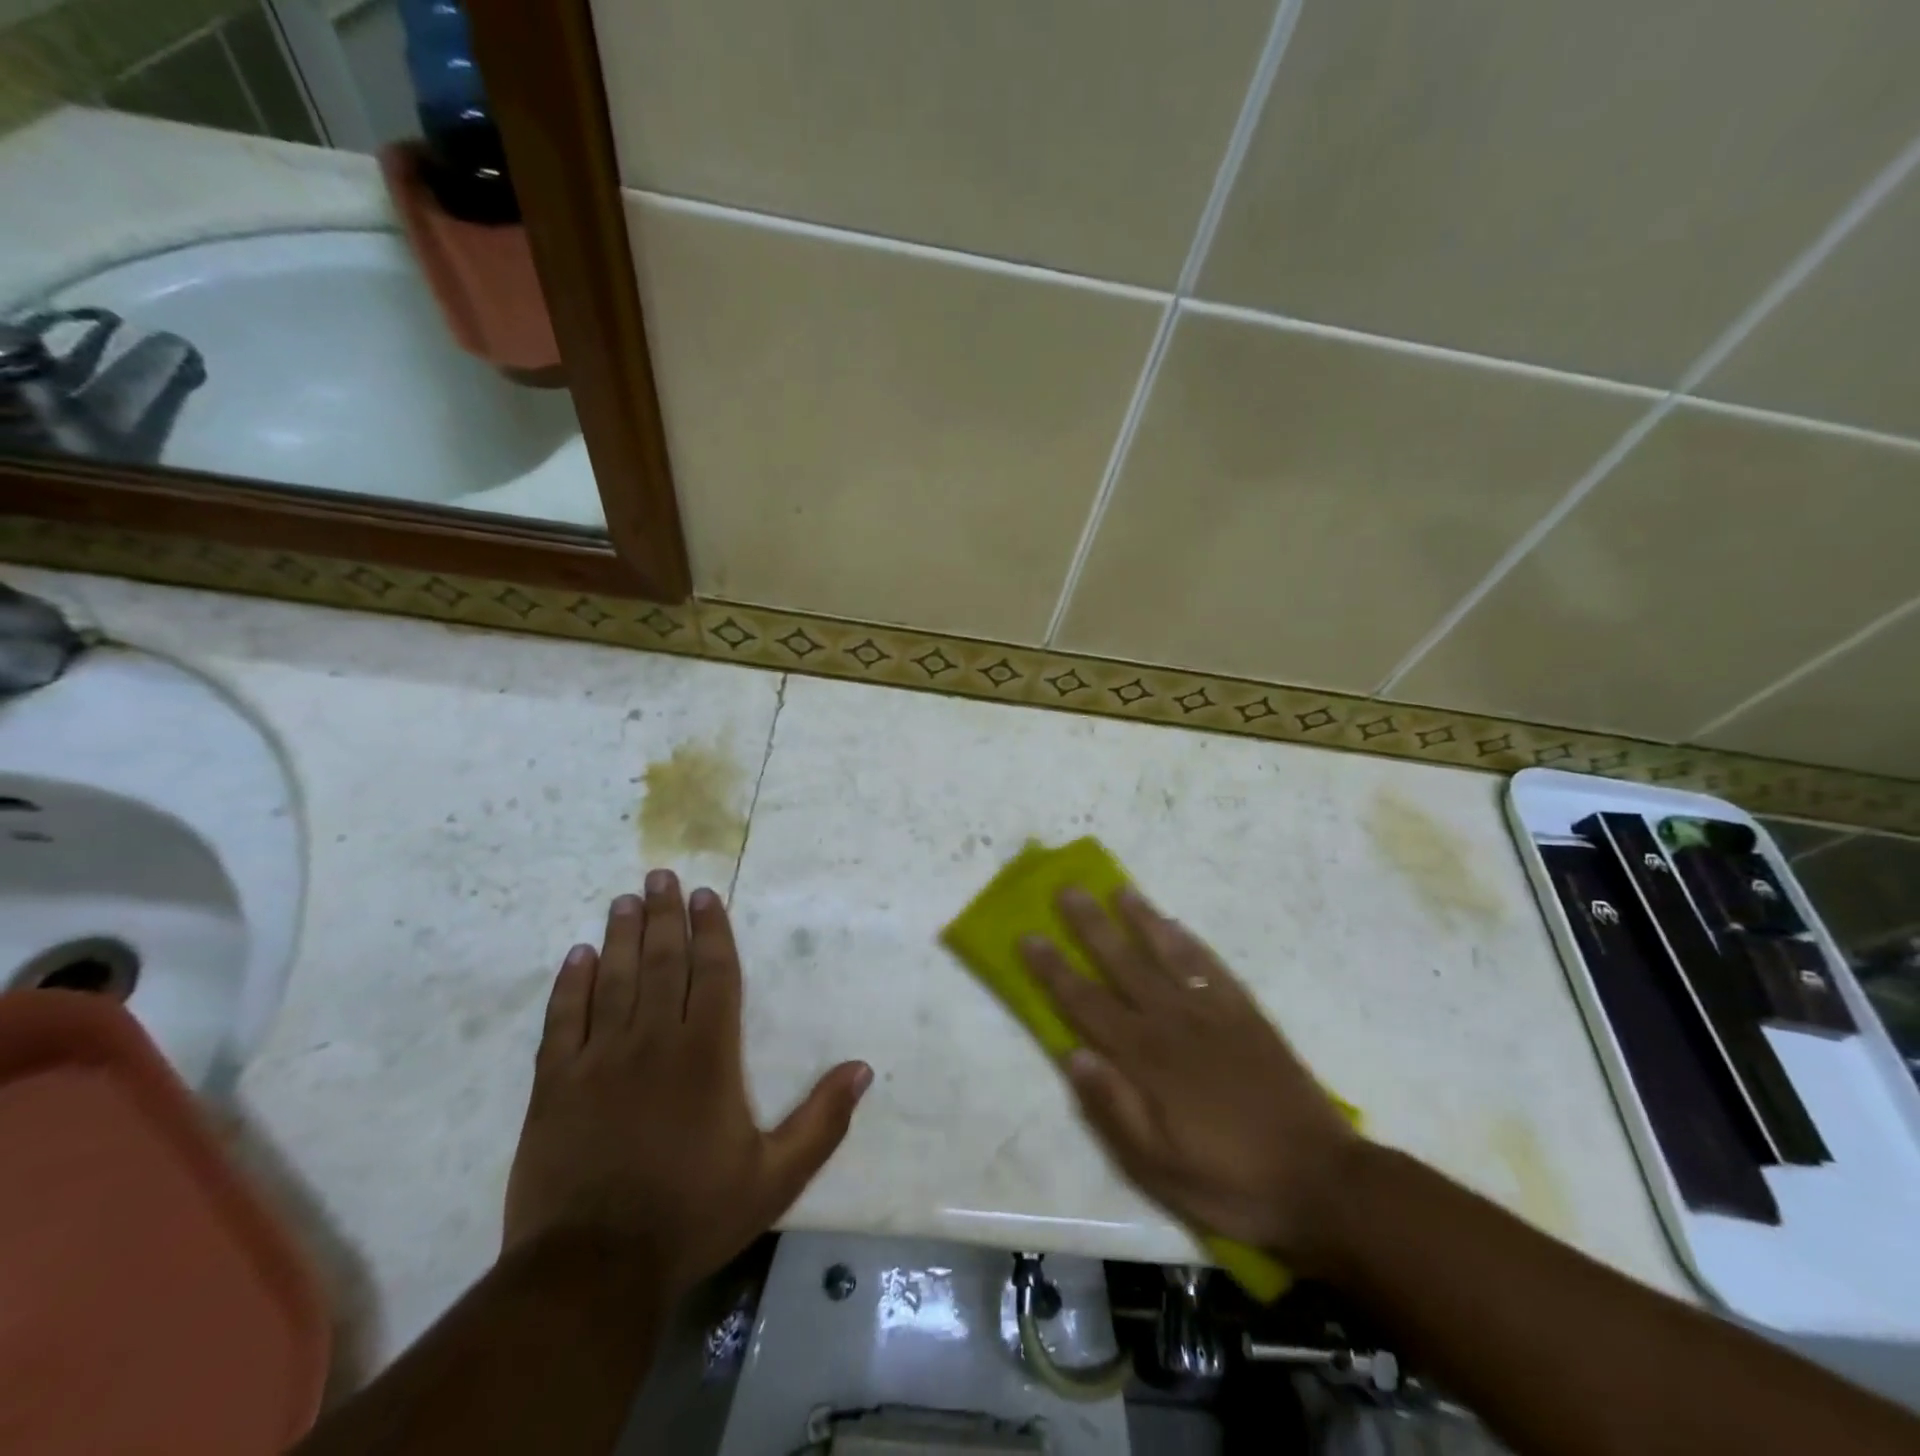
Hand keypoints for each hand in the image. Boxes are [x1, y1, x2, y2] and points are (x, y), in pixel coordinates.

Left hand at [504, 870, 871, 1296]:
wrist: (592, 1272)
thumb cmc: (692, 1216)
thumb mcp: (774, 1178)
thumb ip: (821, 1121)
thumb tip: (864, 1069)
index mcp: (708, 1055)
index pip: (714, 975)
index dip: (711, 931)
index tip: (706, 895)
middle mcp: (655, 1041)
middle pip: (663, 963)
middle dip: (665, 916)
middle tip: (661, 876)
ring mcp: (600, 1060)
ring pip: (614, 980)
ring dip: (621, 936)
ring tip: (624, 899)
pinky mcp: (555, 1086)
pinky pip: (563, 1021)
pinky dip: (570, 985)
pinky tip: (576, 956)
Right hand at [1022, 887, 1360, 1268]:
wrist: (1321, 1182)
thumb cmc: (1229, 1181)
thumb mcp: (1158, 1167)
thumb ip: (1113, 1107)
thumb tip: (1072, 1054)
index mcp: (1146, 1058)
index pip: (1087, 1004)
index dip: (1054, 970)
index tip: (1029, 936)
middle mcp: (1174, 1021)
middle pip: (1122, 963)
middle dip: (1090, 926)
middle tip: (1067, 890)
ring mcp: (1214, 1012)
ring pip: (1168, 953)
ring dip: (1140, 919)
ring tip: (1119, 889)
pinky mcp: (1248, 1014)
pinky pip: (1212, 966)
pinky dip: (1190, 941)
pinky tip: (1176, 925)